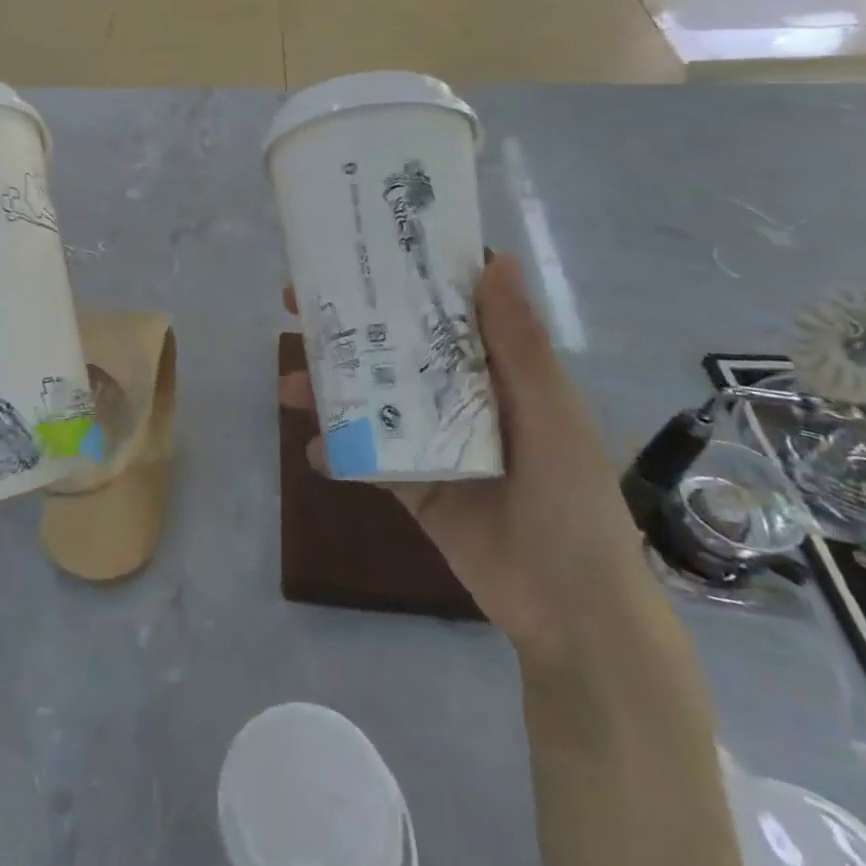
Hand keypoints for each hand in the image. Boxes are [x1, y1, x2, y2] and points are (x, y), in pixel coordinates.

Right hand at [297, 253, 654, 665]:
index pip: (443, 308)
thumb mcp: (552, 413)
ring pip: (371, 399)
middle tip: (293, 304)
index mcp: (496, 370)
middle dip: (345, 326)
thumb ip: (519, 342)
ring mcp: (431, 441)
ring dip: (329, 389)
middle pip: (394, 347)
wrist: (574, 613)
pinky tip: (314, 449)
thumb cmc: (574, 499)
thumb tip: (494, 257)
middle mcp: (458, 396)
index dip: (402, 277)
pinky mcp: (412, 485)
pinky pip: (367, 459)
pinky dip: (338, 451)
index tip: (357, 251)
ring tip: (290, 386)